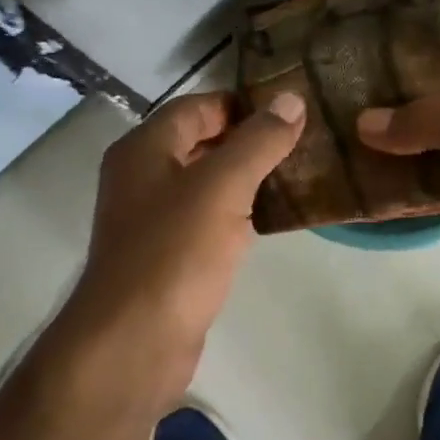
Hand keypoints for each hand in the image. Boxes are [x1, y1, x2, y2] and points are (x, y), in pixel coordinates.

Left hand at [58, 90, 306, 410]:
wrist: (135, 339)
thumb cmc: (175, 254)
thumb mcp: (221, 187)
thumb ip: (257, 142)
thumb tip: (291, 99)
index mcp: (143, 149)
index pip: (197, 108)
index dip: (243, 104)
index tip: (293, 110)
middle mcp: (141, 180)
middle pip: (199, 145)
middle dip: (249, 142)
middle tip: (304, 143)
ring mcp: (151, 223)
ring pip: (204, 188)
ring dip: (245, 182)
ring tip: (298, 177)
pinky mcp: (167, 260)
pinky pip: (205, 225)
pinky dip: (235, 218)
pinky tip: (269, 223)